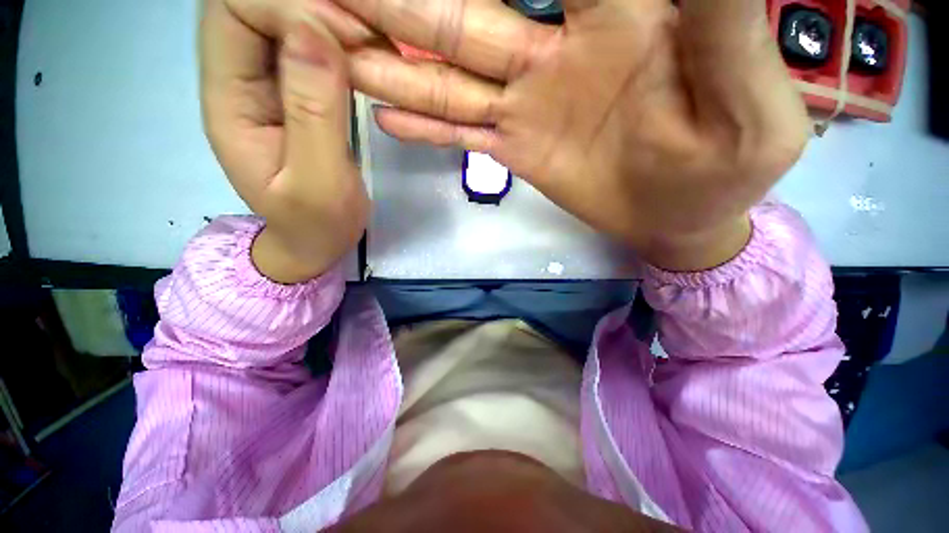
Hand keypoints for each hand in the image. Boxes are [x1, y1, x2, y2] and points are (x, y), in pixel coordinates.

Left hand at [200, 0, 369, 282]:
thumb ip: (314, 113)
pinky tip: (365, 57)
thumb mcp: (320, 182)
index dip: (288, 6)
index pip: (234, 10)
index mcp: (229, 101)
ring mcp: (267, 84)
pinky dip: (336, 39)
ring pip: (282, 17)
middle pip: (255, 3)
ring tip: (370, 45)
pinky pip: (306, 44)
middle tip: (365, 36)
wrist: (315, 239)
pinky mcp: (294, 93)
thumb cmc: (318, 222)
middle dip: (311, 6)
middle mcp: (238, 80)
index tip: (346, 39)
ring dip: (327, 20)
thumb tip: (313, 33)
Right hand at [329, 0, 809, 269]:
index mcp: (626, 16)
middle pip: (468, 12)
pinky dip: (425, 123)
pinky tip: (385, 116)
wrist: (684, 218)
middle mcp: (560, 47)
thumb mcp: (751, 108)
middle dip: (405, 4)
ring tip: (338, 47)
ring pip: (449, 70)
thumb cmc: (730, 171)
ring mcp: (529, 103)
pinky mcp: (517, 149)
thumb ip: (724, 23)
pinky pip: (461, 131)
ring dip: (395, 60)